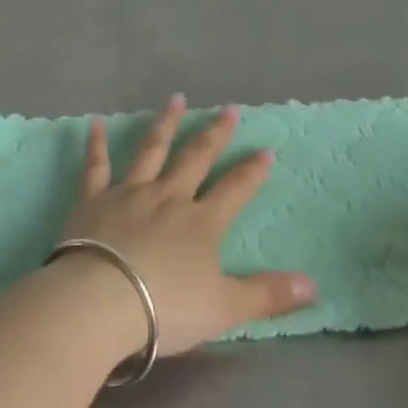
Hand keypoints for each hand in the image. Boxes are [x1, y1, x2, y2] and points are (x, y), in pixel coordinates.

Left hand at [58, 95, 316, 356]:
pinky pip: (96, 167)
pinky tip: (96, 123)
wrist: (99, 302)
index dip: (252, 171)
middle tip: (229, 109)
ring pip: (152, 151)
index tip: (266, 149)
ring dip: (166, 124)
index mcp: (202, 222)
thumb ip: (267, 295)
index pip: (235, 189)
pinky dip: (96, 144)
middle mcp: (169, 197)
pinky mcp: (93, 201)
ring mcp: (129, 194)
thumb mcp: (224, 308)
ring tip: (176, 99)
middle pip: (196, 158)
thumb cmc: (165, 307)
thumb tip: (314, 286)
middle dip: (215, 134)